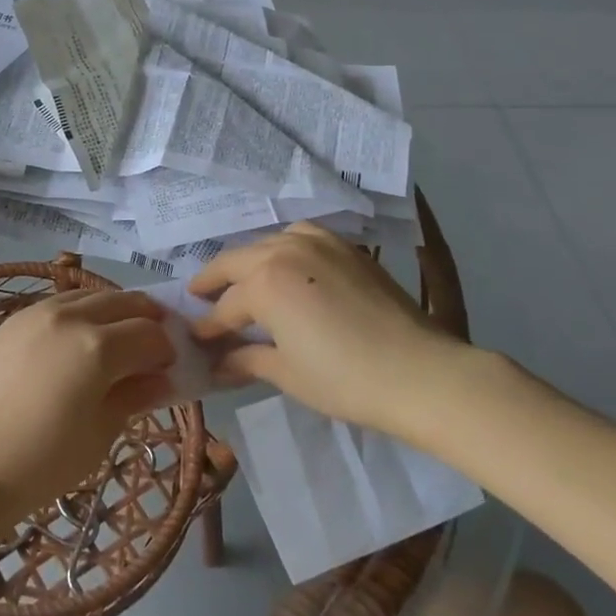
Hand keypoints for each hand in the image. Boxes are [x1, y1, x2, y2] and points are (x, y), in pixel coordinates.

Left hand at [0, 289, 174, 519]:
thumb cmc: (43, 463)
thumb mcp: (100, 434)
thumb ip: (134, 396)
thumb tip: (161, 378)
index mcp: (98, 347)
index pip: (150, 334)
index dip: (167, 349)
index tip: (169, 368)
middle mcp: (71, 317)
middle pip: (124, 302)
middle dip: (147, 319)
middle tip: (154, 344)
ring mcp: (38, 313)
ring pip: (91, 295)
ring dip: (114, 310)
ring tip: (119, 338)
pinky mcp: (14, 319)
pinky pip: (60, 303)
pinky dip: (81, 311)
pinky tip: (80, 337)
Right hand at [190, 223, 465, 430]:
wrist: (421, 372)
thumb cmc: (345, 379)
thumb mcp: (287, 373)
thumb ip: (247, 359)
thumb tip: (218, 362)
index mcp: (264, 284)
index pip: (225, 307)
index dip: (207, 326)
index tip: (194, 338)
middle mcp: (283, 252)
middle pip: (235, 262)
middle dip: (213, 282)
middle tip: (199, 298)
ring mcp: (316, 243)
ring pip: (265, 244)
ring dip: (246, 262)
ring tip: (240, 281)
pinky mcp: (344, 246)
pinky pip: (299, 235)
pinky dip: (282, 246)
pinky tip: (285, 264)